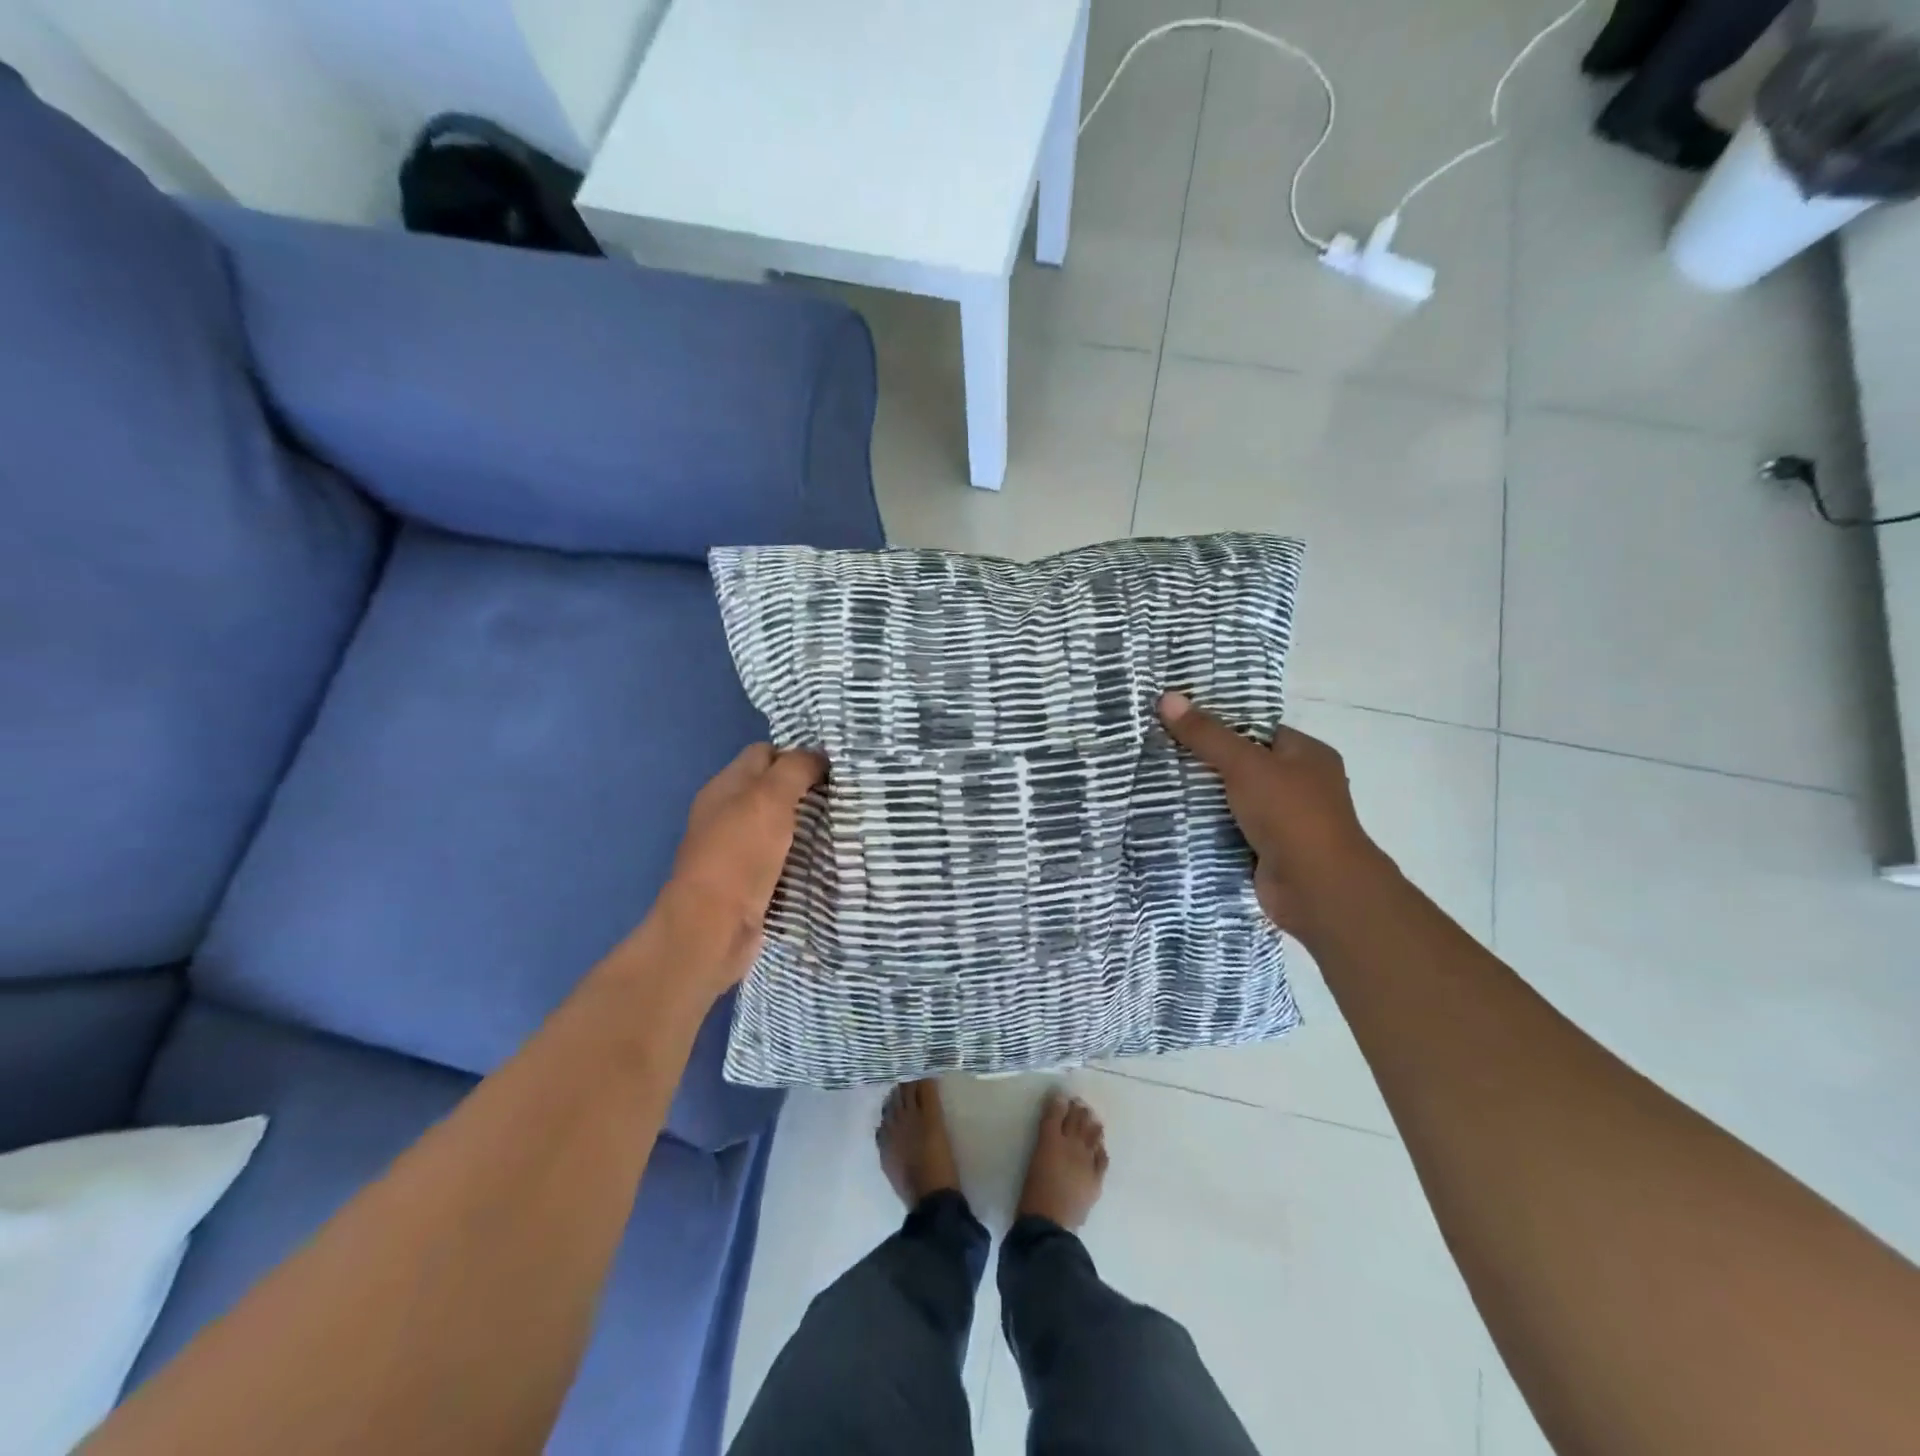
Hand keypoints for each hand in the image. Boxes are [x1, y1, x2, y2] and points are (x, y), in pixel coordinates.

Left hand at [659, 743, 826, 993]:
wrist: (713, 928)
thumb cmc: (739, 854)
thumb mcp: (769, 798)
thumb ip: (795, 769)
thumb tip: (820, 756)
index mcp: (725, 787)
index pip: (764, 753)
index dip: (797, 754)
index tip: (834, 766)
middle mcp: (727, 814)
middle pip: (772, 789)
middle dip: (807, 789)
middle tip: (846, 794)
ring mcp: (737, 850)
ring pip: (780, 825)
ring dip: (807, 824)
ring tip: (844, 823)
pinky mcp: (749, 882)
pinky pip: (782, 858)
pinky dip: (802, 855)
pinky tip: (826, 857)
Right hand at [1158, 692, 1391, 940]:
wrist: (1316, 887)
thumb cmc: (1290, 813)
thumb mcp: (1244, 764)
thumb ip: (1206, 734)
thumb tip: (1167, 697)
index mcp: (1307, 754)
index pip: (1257, 729)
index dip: (1219, 723)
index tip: (1178, 721)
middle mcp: (1300, 784)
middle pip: (1243, 764)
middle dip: (1204, 762)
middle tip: (1158, 750)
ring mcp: (1285, 821)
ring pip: (1233, 800)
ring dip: (1202, 797)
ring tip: (1155, 781)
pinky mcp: (1267, 850)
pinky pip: (1230, 830)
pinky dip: (1207, 827)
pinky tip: (1171, 818)